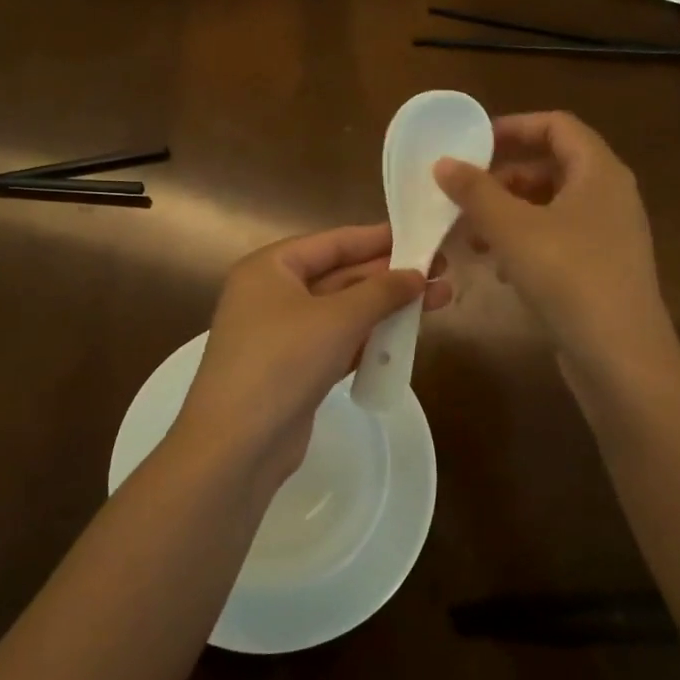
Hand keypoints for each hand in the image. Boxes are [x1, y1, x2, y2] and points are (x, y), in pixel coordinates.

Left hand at [171, 224, 450, 489]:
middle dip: (390, 275)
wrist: (238, 443)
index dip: (378, 238)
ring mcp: (281, 334)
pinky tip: (405, 337)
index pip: (333, 242)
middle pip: (340, 275)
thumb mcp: (338, 318)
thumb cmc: (283, 360)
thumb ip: (381, 291)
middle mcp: (272, 294)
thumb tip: (417, 274)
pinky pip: (337, 342)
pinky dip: (368, 338)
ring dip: (385, 307)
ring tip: (438, 300)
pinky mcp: (293, 369)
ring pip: (342, 311)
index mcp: (270, 268)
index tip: (420, 235)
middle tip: (441, 271)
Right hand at [434, 111, 673, 367]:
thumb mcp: (512, 228)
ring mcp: (609, 236)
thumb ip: (475, 191)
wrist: (620, 356)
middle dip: (504, 179)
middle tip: (464, 195)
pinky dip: (526, 244)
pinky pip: (558, 240)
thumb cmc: (567, 276)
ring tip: (473, 237)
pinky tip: (502, 271)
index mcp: (599, 172)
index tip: (473, 145)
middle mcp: (610, 196)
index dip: (514, 127)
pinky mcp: (601, 269)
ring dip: (509, 215)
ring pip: (551, 208)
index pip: (557, 126)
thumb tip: (444, 163)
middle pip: (552, 167)